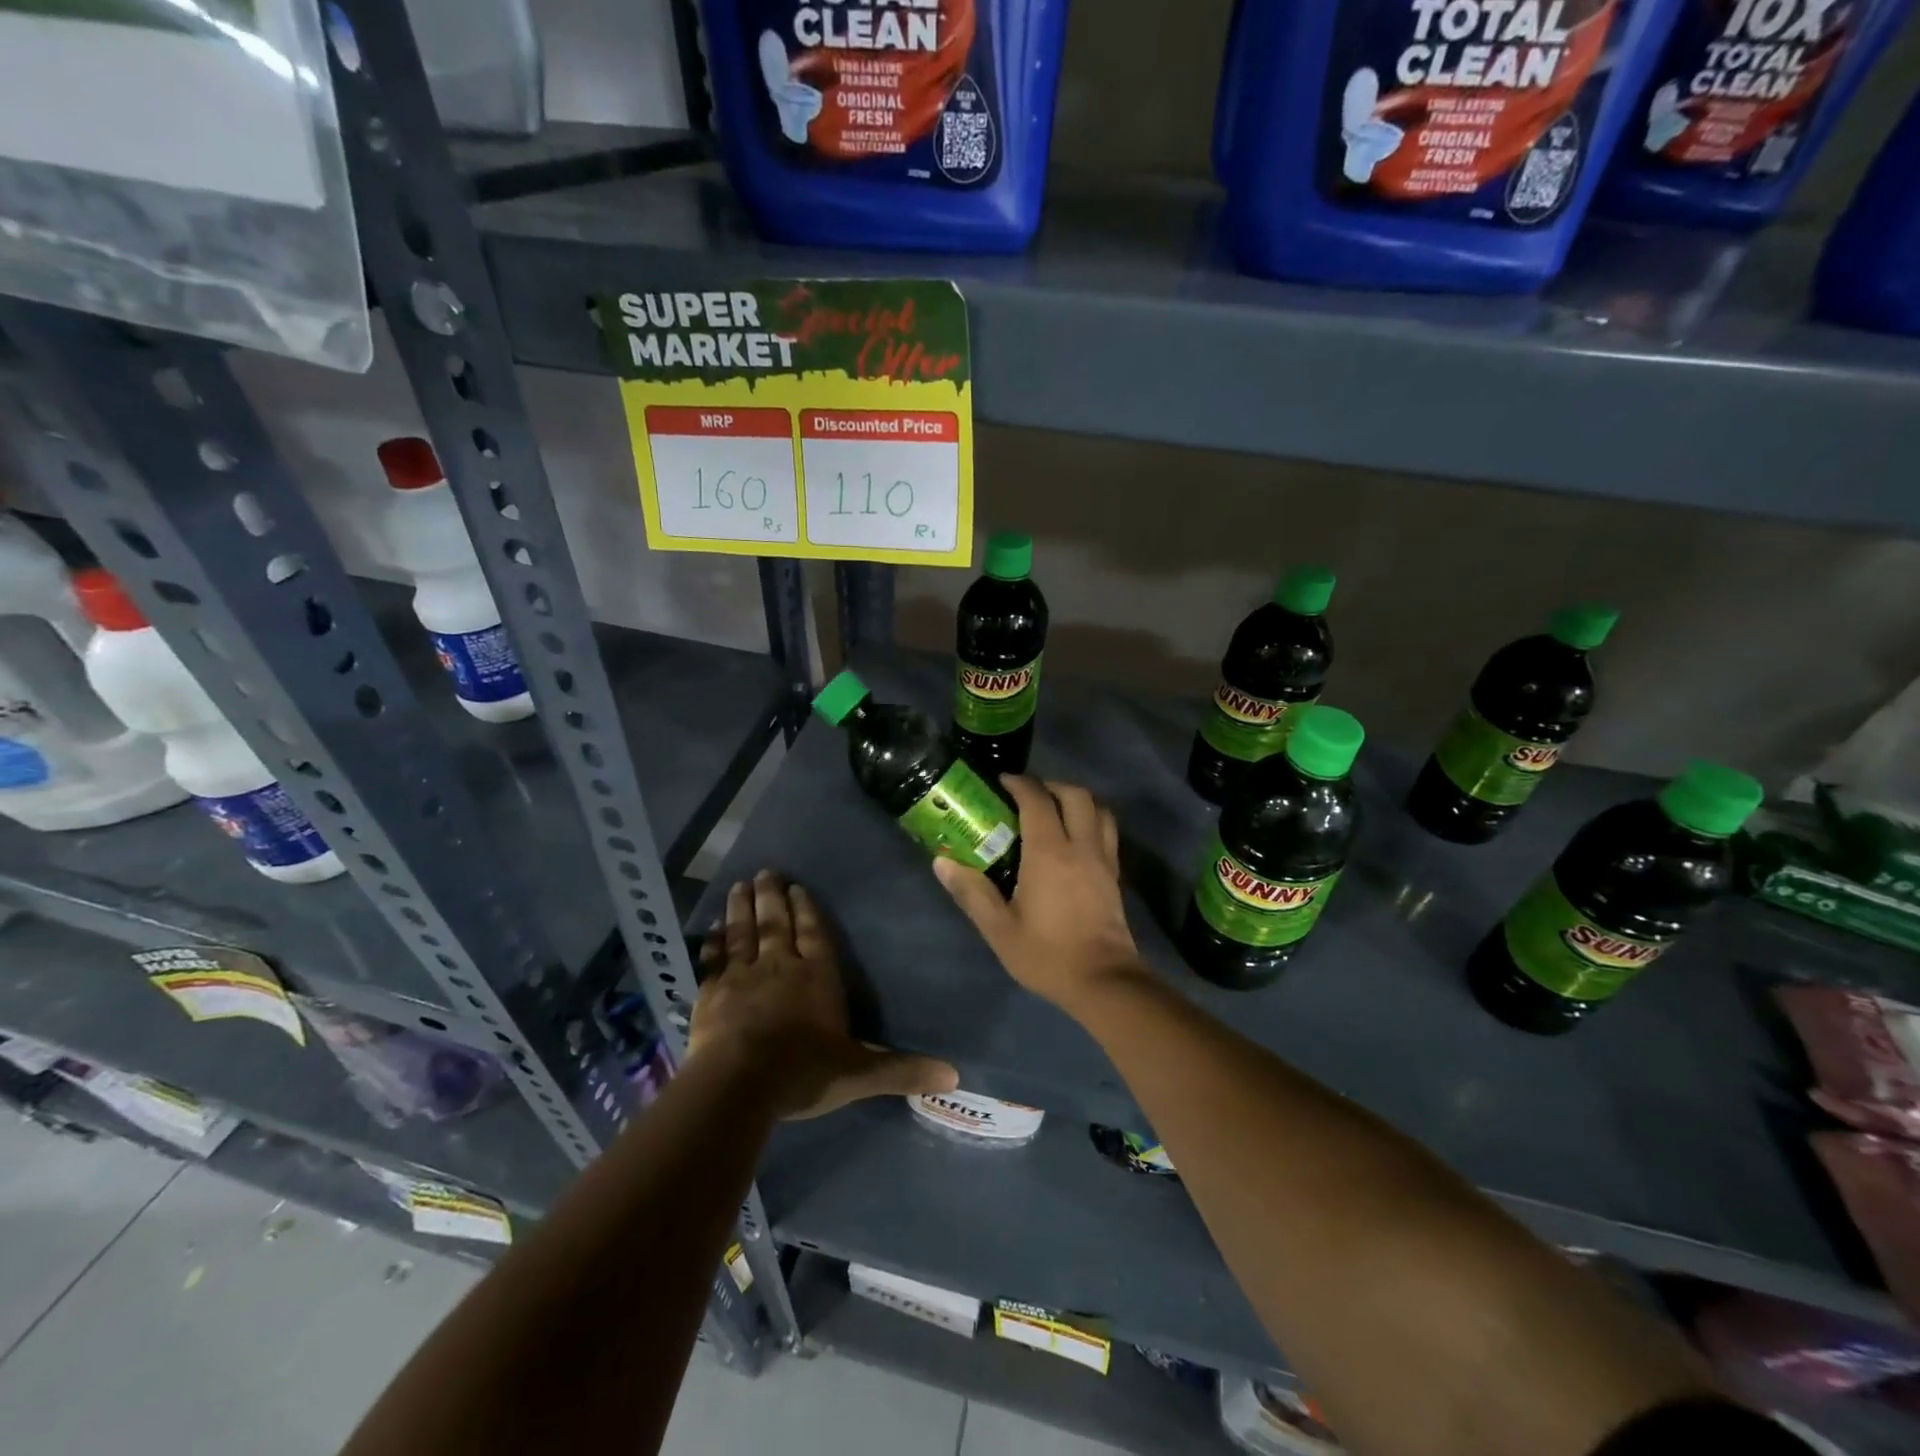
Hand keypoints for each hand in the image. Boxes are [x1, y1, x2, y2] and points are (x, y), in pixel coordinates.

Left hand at [689, 870, 956, 1118]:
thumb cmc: (803, 1072)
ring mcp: (742, 977)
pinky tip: (710, 929)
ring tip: (739, 885)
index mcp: (817, 977)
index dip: (807, 910)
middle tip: (765, 871)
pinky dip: (712, 943)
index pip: (814, 934)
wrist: (739, 1085)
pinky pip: (713, 960)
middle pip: (776, 924)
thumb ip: (901, 1070)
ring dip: (741, 908)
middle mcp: (780, 966)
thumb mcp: (859, 1073)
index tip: (797, 887)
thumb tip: (954, 1075)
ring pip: (743, 933)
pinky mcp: (711, 994)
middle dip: (772, 897)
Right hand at [933, 777, 1146, 1014]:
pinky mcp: (1115, 875)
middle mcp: (1080, 846)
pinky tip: (1074, 840)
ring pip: (1099, 809)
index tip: (1001, 783)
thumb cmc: (1047, 954)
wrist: (1103, 981)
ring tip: (1054, 811)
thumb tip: (941, 862)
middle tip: (1027, 795)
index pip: (1037, 800)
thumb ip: (971, 892)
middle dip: (1050, 785)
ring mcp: (1103, 859)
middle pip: (1075, 795)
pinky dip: (1092, 821)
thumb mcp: (999, 929)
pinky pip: (1107, 832)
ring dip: (1076, 800)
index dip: (1019, 784)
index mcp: (1049, 852)